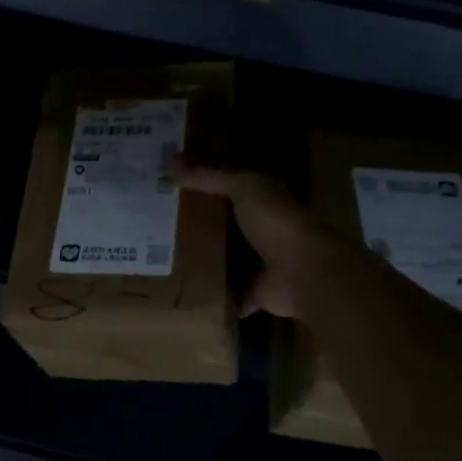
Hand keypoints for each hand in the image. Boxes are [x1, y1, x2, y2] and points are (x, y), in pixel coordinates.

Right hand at [175, 162, 354, 318]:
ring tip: (161, 260)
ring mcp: (260, 265)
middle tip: (156, 226)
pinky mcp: (255, 293)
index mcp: (262, 201)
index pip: (227, 190)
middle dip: (195, 227)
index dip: (200, 188)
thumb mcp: (243, 188)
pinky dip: (213, 299)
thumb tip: (170, 161)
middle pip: (223, 227)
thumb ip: (209, 177)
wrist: (305, 272)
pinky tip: (183, 296)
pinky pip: (228, 296)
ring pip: (224, 261)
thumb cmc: (277, 222)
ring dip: (202, 262)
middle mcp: (262, 231)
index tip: (167, 190)